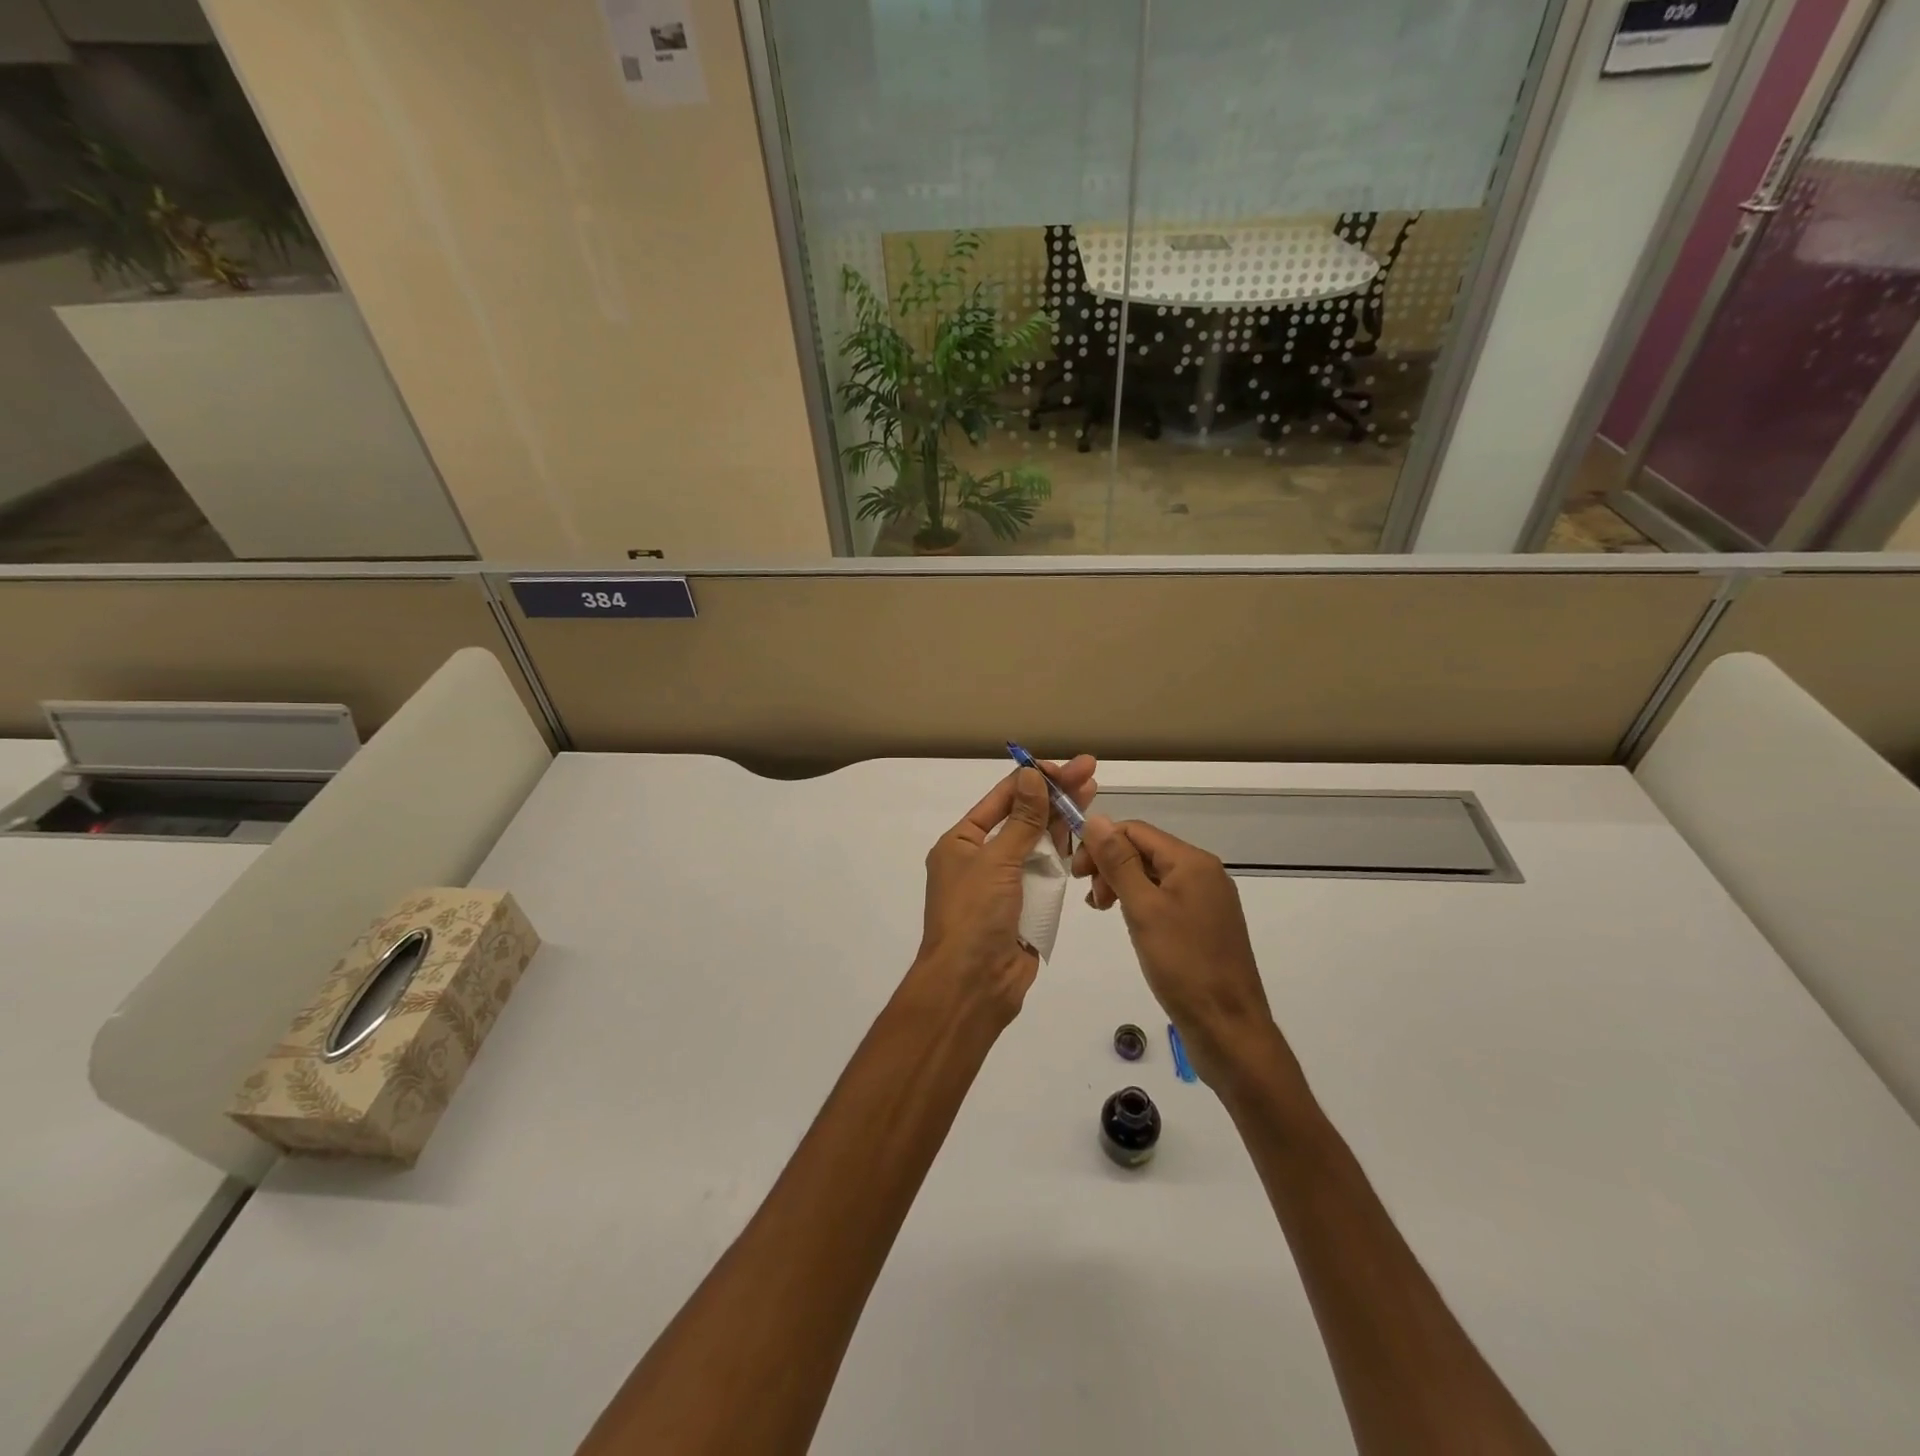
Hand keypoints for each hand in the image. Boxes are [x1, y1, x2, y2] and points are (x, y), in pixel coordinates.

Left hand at [913, 756, 1097, 1022]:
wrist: (973, 987)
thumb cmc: (975, 916)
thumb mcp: (997, 861)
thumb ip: (1022, 820)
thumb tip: (1031, 776)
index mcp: (962, 843)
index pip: (1001, 799)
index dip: (1033, 780)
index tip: (1063, 766)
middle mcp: (982, 858)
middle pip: (1023, 817)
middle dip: (1055, 795)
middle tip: (1089, 770)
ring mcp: (1006, 883)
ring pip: (1038, 843)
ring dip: (1062, 820)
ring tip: (1092, 792)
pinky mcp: (1027, 906)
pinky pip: (1047, 872)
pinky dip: (1064, 853)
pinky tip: (1085, 831)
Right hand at [1073, 816, 1289, 1086]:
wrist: (1229, 1028)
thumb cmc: (1183, 965)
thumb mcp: (1143, 909)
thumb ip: (1118, 862)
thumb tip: (1095, 818)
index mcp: (1192, 862)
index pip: (1135, 831)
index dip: (1101, 844)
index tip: (1077, 875)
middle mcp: (1204, 873)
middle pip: (1145, 850)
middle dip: (1110, 865)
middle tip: (1091, 900)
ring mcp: (1207, 900)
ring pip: (1153, 875)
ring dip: (1122, 885)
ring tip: (1103, 912)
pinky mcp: (1205, 924)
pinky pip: (1165, 898)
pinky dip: (1140, 903)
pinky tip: (1129, 923)